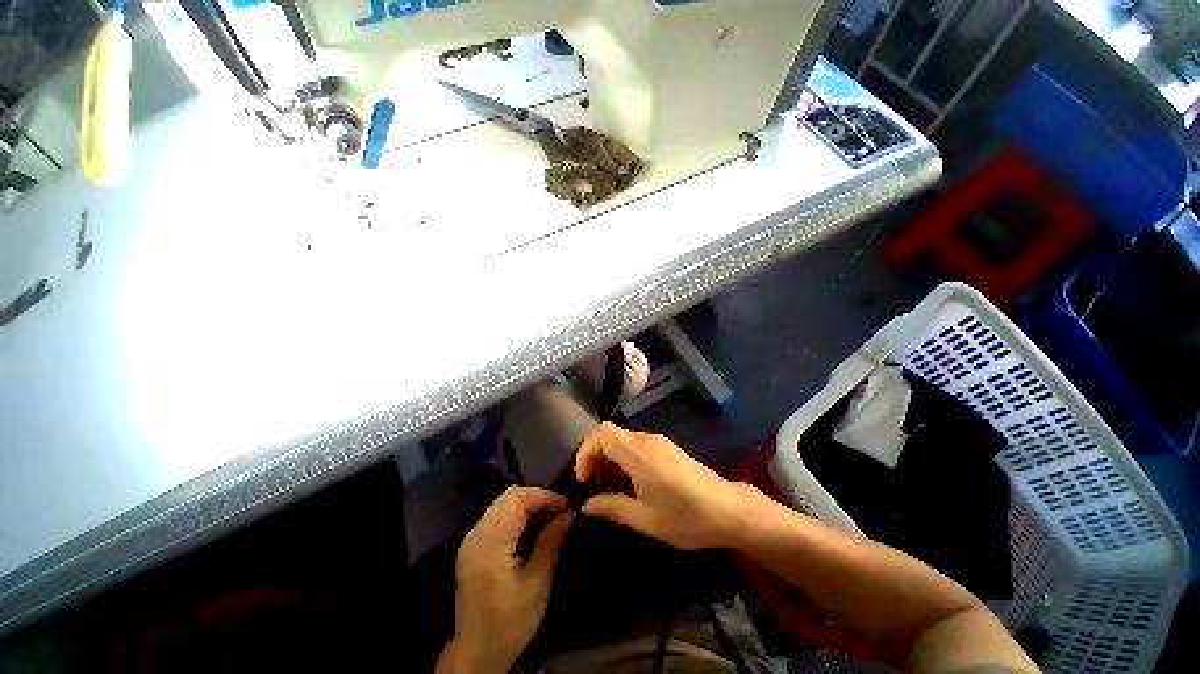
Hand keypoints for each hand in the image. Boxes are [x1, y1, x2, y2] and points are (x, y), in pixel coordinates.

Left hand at [438, 487, 575, 673]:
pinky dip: (516, 513)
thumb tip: (570, 512)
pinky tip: (531, 527)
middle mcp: (476, 535)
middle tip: (559, 509)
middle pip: (508, 496)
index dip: (544, 496)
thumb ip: (551, 541)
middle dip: (537, 496)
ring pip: (502, 503)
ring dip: (527, 503)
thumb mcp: (537, 583)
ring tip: (549, 515)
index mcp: (491, 544)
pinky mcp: (472, 546)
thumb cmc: (511, 622)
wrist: (476, 653)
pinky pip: (496, 515)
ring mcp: (471, 539)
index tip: (568, 505)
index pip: (517, 500)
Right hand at [575, 422, 759, 549]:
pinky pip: (636, 445)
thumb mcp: (646, 519)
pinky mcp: (667, 448)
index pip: (602, 433)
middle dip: (595, 457)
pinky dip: (624, 459)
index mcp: (639, 454)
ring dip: (610, 459)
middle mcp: (647, 440)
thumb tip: (586, 505)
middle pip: (610, 434)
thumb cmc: (687, 517)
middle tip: (593, 486)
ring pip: (622, 440)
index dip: (586, 451)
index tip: (584, 479)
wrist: (729, 509)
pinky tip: (630, 483)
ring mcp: (659, 442)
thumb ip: (612, 508)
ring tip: (610, 488)